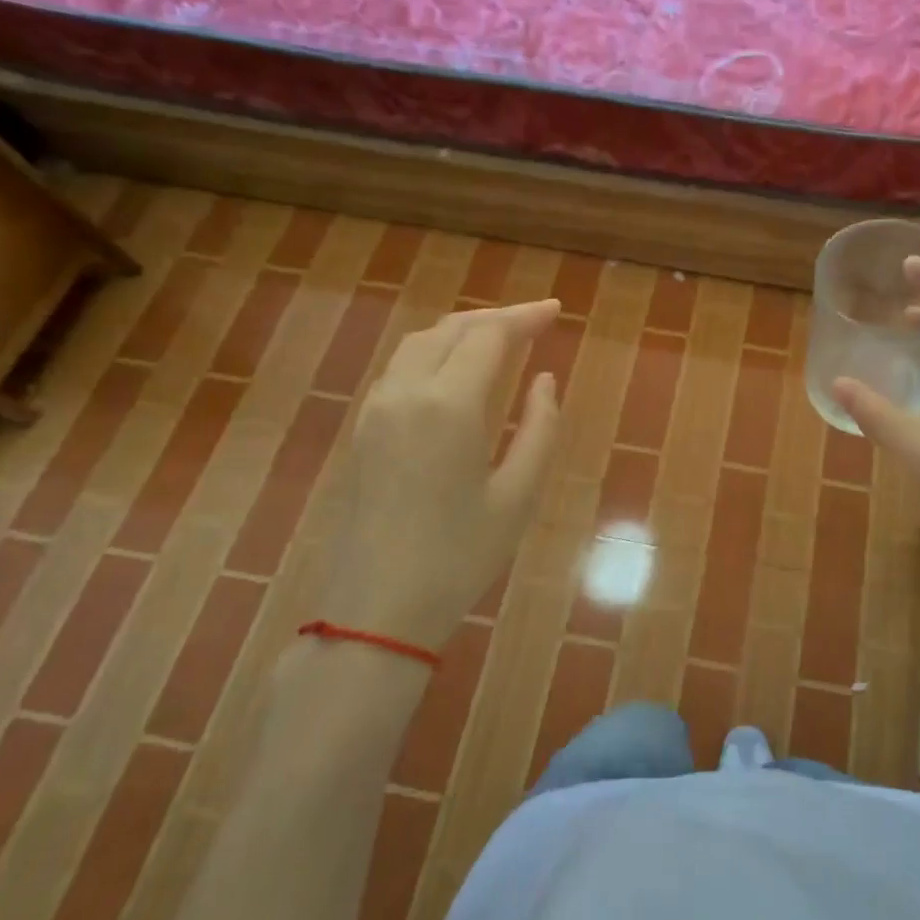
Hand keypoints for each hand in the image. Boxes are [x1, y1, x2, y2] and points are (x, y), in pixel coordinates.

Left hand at [328, 299, 561, 649]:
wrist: (377, 609)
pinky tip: (456, 369)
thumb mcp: (518, 495)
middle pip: (452, 329)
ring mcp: (376, 409)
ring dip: (463, 330)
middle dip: (497, 317)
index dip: (526, 317)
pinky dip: (436, 351)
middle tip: (536, 319)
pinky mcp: (363, 429)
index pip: (490, 336)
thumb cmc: (460, 555)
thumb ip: (540, 428)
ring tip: (501, 336)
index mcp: (449, 405)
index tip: (557, 310)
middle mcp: (406, 392)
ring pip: (421, 343)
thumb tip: (545, 380)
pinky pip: (401, 367)